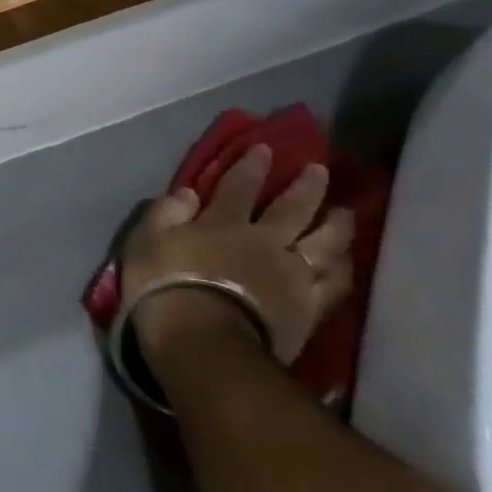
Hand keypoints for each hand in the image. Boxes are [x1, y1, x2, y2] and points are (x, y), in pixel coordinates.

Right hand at [122, 146, 355, 367]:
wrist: (201, 343)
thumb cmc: (163, 287)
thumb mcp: (145, 242)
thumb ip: (166, 213)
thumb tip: (188, 192)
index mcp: (223, 223)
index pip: (239, 186)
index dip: (252, 166)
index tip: (265, 149)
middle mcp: (264, 242)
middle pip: (292, 209)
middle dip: (306, 186)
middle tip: (319, 169)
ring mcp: (292, 275)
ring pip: (324, 242)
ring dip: (336, 224)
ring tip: (344, 212)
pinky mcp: (308, 308)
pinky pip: (334, 284)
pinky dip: (343, 268)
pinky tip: (347, 261)